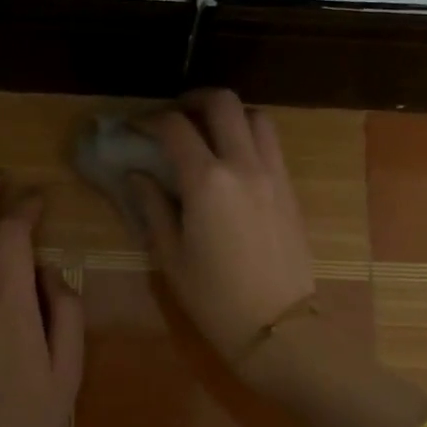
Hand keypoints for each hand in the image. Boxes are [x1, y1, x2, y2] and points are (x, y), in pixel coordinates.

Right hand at [128, 90, 317, 361]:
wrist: (279, 327)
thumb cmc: (215, 299)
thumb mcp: (172, 257)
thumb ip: (152, 207)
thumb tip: (137, 175)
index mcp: (207, 182)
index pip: (175, 128)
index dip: (150, 120)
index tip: (136, 128)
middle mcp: (243, 165)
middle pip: (223, 103)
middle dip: (193, 99)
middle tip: (174, 115)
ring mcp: (274, 174)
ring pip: (256, 117)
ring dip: (229, 115)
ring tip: (208, 134)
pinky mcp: (290, 188)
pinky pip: (271, 144)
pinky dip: (249, 137)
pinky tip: (233, 161)